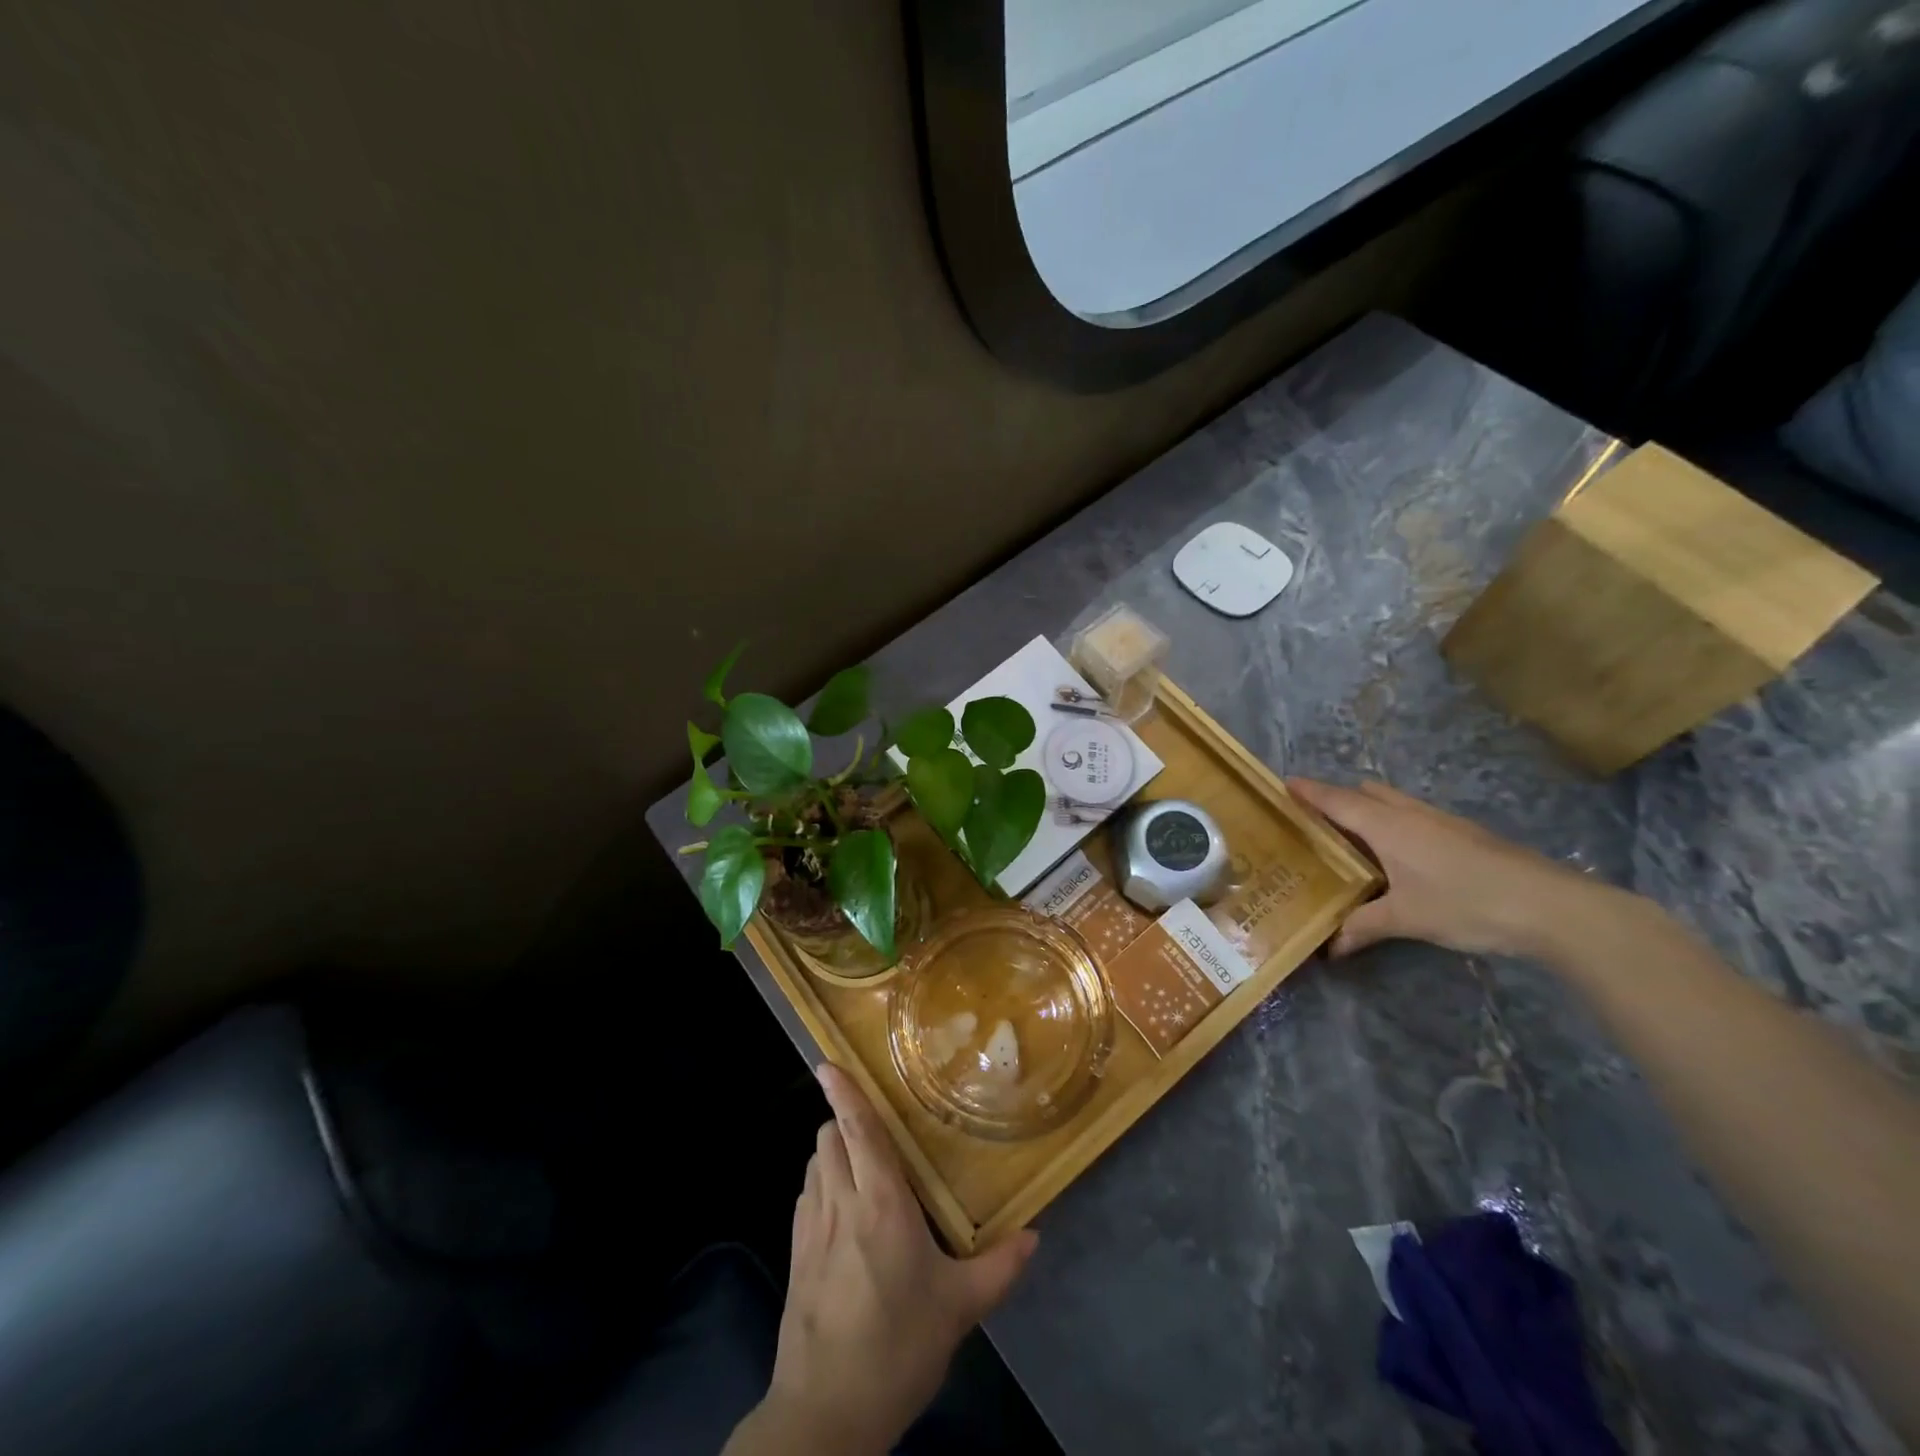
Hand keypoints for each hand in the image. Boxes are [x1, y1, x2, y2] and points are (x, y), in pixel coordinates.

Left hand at [751, 1064, 1037, 1454]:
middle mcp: (840, 1201)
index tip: (828, 1062)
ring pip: (813, 1162)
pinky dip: (820, 1182)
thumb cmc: (897, 1348)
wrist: (825, 1415)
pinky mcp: (793, 1253)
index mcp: (880, 1203)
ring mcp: (810, 1227)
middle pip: (829, 1137)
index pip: (857, 1130)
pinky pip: (805, 1195)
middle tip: (877, 1129)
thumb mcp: (958, 1309)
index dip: (843, 1092)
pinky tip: (842, 1208)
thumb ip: (999, 1267)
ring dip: (832, 1151)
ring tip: (862, 1165)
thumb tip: (1035, 1236)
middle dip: (845, 1120)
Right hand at [1288, 777, 1611, 959]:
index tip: (1284, 783)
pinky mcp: (1466, 835)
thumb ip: (1363, 927)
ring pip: (1395, 803)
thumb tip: (1329, 948)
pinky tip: (1401, 857)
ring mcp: (1443, 822)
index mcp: (1387, 826)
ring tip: (1354, 839)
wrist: (1552, 907)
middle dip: (1340, 799)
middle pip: (1367, 793)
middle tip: (1316, 821)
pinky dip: (1396, 824)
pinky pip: (1415, 817)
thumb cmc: (1466, 903)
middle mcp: (1411, 815)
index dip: (1310, 792)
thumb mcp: (1407, 919)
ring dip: (1371, 810)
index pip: (1337, 801)